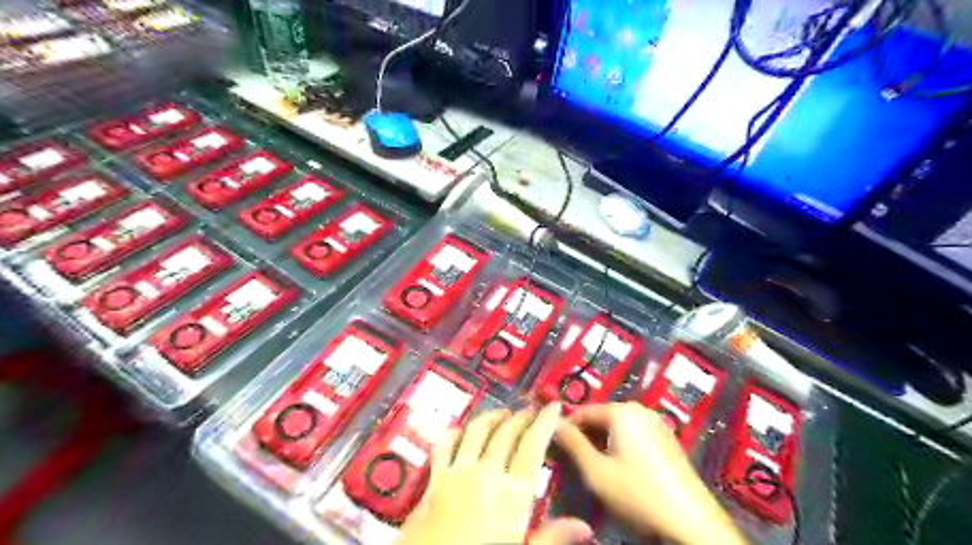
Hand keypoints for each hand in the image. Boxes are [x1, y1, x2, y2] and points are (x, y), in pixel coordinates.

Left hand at [395, 401, 592, 544]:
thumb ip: (551, 538)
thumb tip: (584, 526)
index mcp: (511, 494)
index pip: (532, 447)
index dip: (545, 423)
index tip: (554, 406)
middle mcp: (485, 473)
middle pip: (506, 433)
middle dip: (522, 416)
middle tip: (532, 409)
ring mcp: (457, 472)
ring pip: (477, 431)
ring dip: (493, 417)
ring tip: (505, 413)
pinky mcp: (434, 478)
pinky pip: (445, 444)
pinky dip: (455, 432)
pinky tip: (461, 429)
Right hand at [554, 401, 744, 543]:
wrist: (691, 520)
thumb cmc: (638, 493)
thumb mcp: (596, 472)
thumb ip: (573, 444)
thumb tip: (553, 422)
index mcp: (621, 411)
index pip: (583, 411)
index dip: (566, 428)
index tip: (556, 446)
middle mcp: (640, 409)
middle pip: (602, 416)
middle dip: (586, 435)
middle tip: (576, 460)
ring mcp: (657, 423)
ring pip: (618, 426)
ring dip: (603, 442)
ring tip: (597, 467)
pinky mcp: (667, 438)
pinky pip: (635, 433)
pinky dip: (622, 445)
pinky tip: (622, 469)